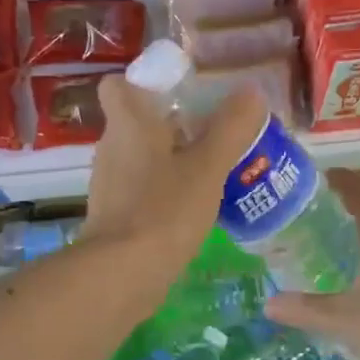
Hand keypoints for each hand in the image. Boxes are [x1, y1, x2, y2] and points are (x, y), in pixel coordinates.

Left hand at [83, 75, 267, 292]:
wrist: (122, 275)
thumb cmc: (164, 209)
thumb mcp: (208, 166)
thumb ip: (231, 128)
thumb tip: (250, 93)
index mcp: (128, 124)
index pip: (117, 85)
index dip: (143, 83)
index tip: (178, 92)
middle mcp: (111, 147)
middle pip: (137, 122)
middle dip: (172, 124)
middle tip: (213, 132)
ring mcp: (109, 184)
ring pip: (141, 158)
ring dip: (171, 159)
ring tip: (213, 170)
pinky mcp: (114, 216)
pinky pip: (142, 189)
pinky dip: (164, 191)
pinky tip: (195, 207)